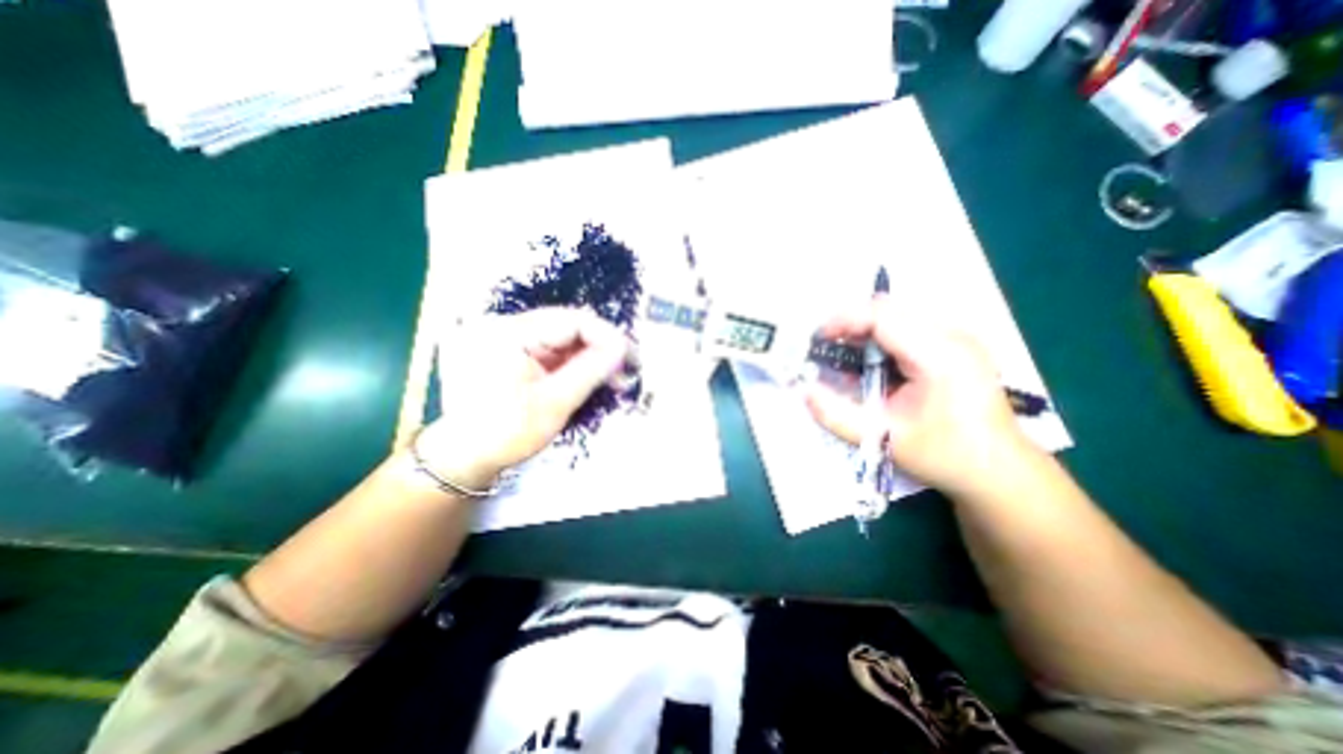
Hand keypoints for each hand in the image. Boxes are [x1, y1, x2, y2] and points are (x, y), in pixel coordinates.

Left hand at [419, 307, 632, 492]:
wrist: (465, 457)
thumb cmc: (505, 433)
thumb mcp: (554, 403)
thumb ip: (590, 371)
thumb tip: (624, 349)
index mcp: (508, 333)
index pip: (571, 321)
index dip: (606, 336)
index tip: (630, 359)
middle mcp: (507, 325)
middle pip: (569, 327)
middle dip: (601, 348)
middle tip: (625, 372)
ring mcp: (509, 337)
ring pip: (565, 339)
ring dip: (591, 357)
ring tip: (613, 379)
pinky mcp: (514, 351)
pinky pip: (554, 350)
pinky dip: (575, 364)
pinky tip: (591, 378)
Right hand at [801, 296, 1031, 496]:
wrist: (1000, 472)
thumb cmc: (944, 456)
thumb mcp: (883, 438)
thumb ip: (837, 414)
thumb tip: (803, 391)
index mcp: (940, 355)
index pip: (883, 316)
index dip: (844, 320)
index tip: (816, 338)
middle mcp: (952, 337)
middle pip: (890, 311)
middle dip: (850, 326)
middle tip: (824, 349)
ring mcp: (958, 339)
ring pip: (898, 318)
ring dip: (864, 333)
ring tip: (843, 357)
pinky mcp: (955, 347)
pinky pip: (909, 330)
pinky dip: (881, 342)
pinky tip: (871, 366)